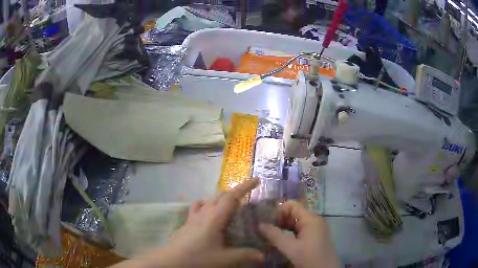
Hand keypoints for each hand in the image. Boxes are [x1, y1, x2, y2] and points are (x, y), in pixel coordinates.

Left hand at [113, 178, 263, 267]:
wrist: (172, 261)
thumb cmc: (199, 258)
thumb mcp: (225, 258)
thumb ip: (245, 255)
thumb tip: (263, 255)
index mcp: (215, 217)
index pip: (232, 197)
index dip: (245, 187)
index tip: (256, 180)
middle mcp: (204, 212)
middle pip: (220, 196)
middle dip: (234, 195)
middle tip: (246, 202)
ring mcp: (193, 217)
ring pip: (208, 201)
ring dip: (219, 201)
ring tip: (227, 210)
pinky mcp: (186, 223)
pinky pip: (197, 208)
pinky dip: (206, 207)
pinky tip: (208, 219)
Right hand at [259, 200, 338, 267]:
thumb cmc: (308, 257)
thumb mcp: (289, 247)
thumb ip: (274, 235)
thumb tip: (259, 224)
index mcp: (310, 219)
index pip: (292, 205)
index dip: (279, 212)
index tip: (269, 224)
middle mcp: (315, 221)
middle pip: (294, 213)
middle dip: (280, 221)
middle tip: (268, 232)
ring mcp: (316, 230)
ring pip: (297, 223)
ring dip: (284, 229)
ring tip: (273, 238)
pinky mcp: (316, 238)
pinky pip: (301, 231)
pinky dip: (291, 234)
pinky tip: (284, 244)